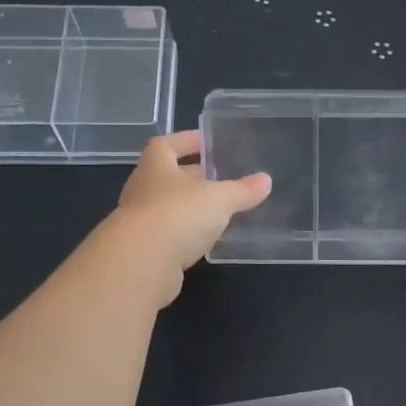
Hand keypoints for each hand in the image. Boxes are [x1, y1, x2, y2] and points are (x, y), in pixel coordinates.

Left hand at [107, 130, 269, 303]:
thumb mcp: (219, 199)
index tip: (206, 142)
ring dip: (190, 208)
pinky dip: (186, 234)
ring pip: (168, 208)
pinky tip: (206, 240)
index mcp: (156, 167)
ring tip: (218, 210)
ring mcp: (140, 222)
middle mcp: (143, 191)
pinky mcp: (145, 252)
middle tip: (220, 178)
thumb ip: (242, 191)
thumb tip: (266, 180)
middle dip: (192, 177)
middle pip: (168, 177)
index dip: (185, 141)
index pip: (166, 145)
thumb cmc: (178, 215)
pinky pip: (169, 235)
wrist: (140, 265)